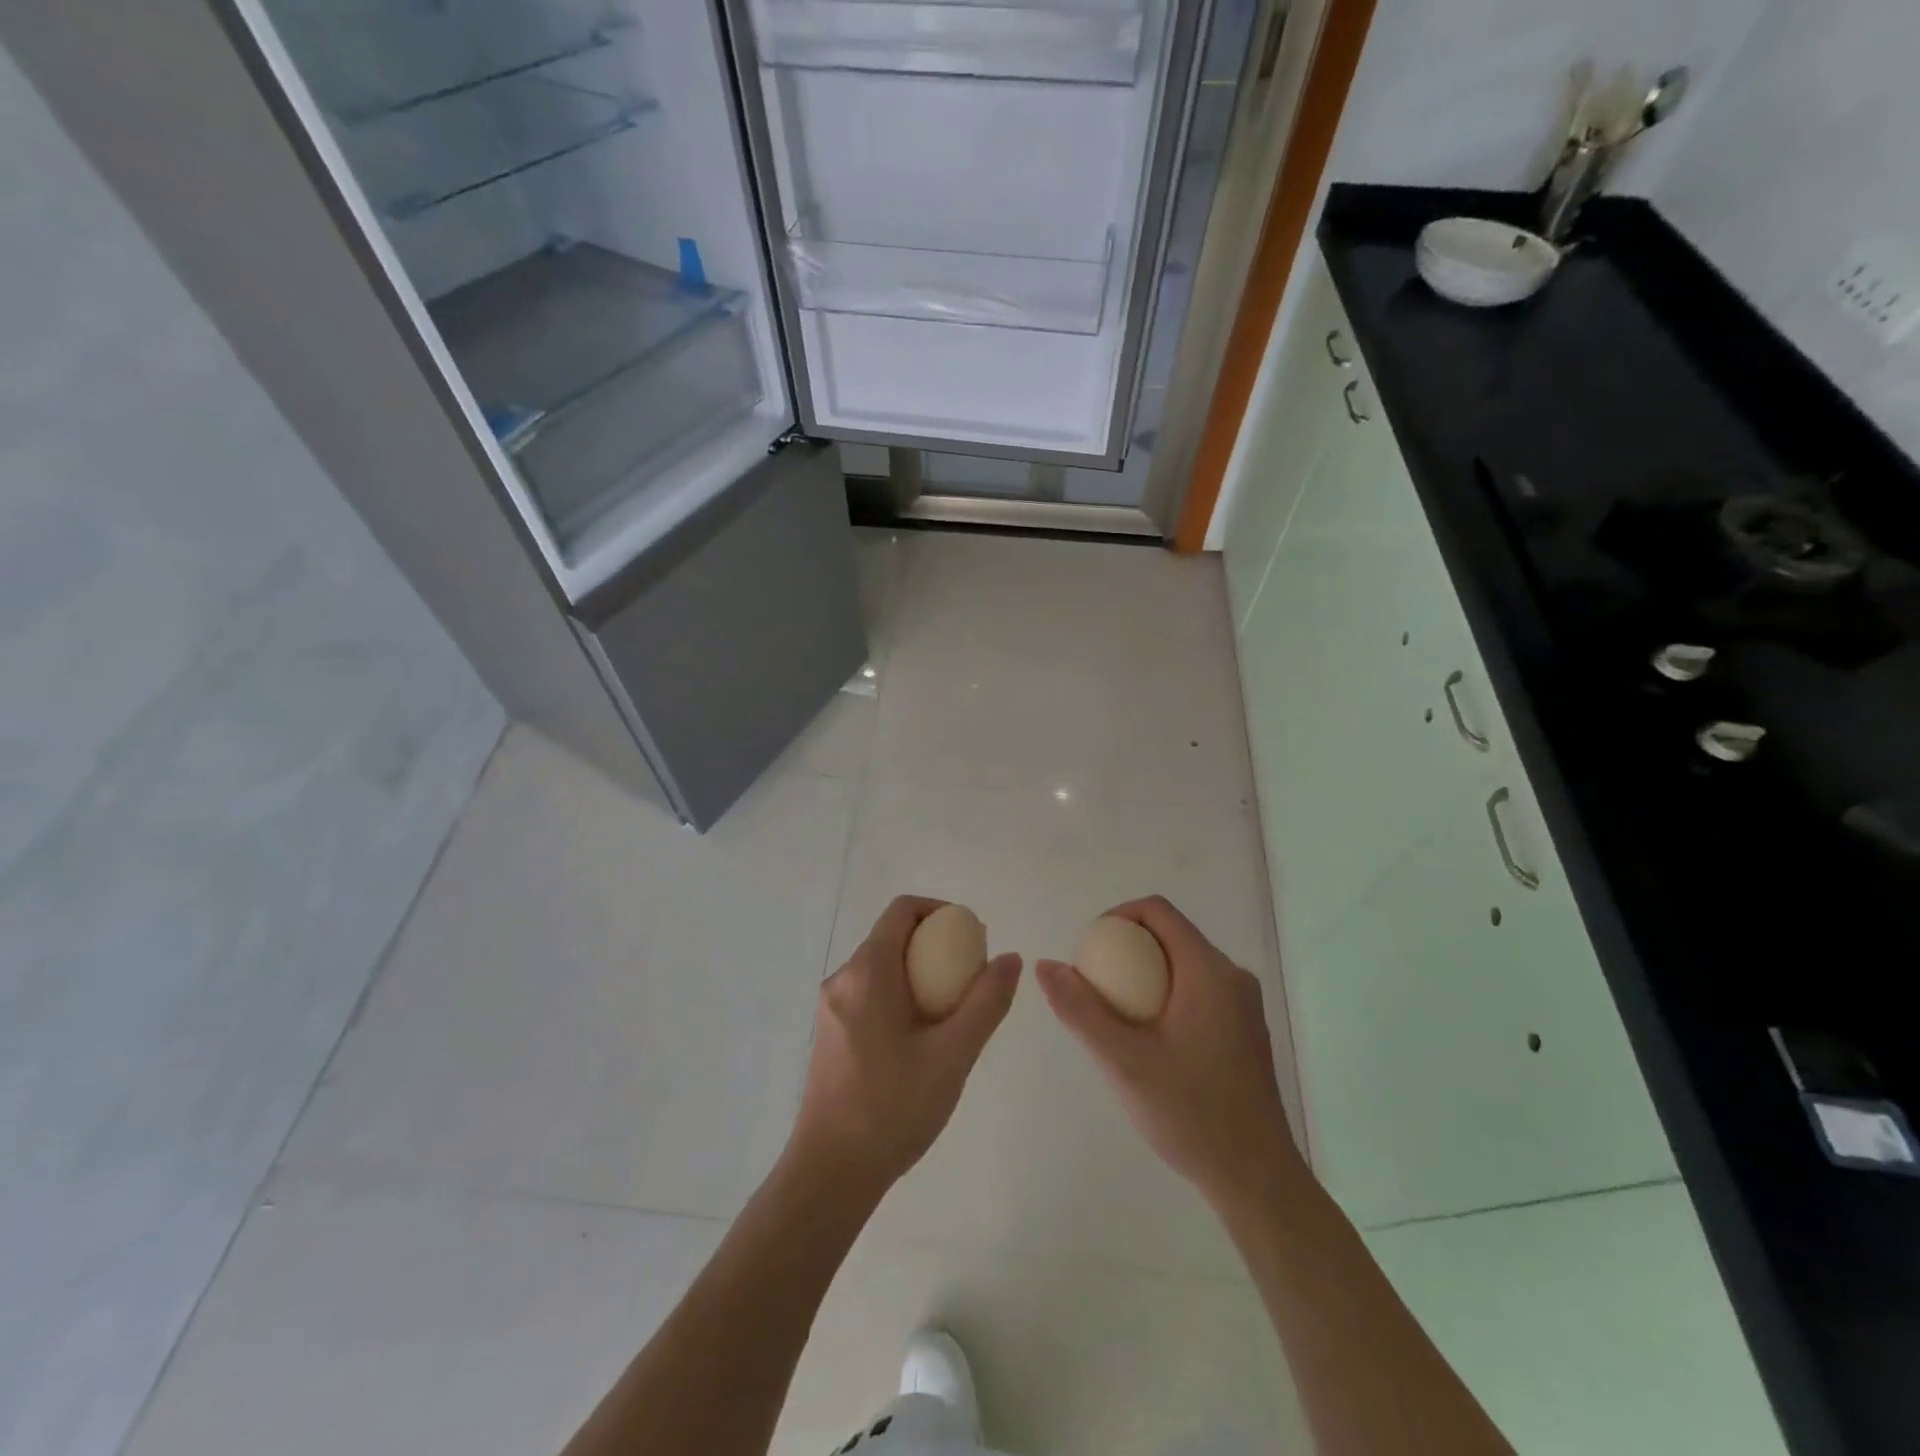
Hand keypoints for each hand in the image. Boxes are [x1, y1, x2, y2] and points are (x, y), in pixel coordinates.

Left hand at [787, 896, 1020, 1196]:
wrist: (831, 1173)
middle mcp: (843, 979)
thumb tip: (1010, 958)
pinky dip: (901, 997)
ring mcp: (831, 1008)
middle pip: (892, 938)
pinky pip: (870, 995)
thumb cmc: (893, 1107)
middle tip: (971, 978)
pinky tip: (924, 1040)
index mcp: (867, 972)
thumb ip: (986, 1002)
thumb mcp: (953, 1054)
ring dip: (920, 975)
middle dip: (935, 947)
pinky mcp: (830, 1034)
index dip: (940, 910)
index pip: (902, 910)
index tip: (972, 938)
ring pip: (882, 969)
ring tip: (953, 1013)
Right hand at [1038, 896, 1299, 1209]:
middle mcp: (1232, 977)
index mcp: (1210, 972)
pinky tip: (1146, 1040)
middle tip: (1093, 986)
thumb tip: (1046, 966)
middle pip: (1169, 936)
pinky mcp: (1244, 1029)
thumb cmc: (1192, 1115)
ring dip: (1143, 975)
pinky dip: (1164, 995)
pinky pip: (1196, 990)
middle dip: (1125, 949)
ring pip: (1182, 964)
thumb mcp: (1124, 1063)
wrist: (1257, 1180)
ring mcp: (1242, 1004)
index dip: (1116, 916)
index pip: (1158, 911)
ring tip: (1113, 1015)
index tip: (1088, 951)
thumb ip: (1081, 1011)